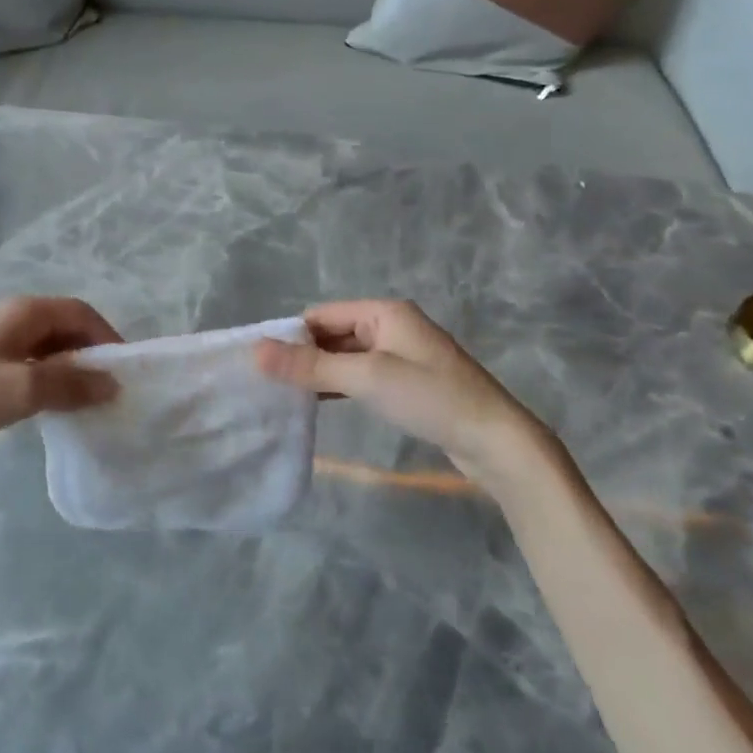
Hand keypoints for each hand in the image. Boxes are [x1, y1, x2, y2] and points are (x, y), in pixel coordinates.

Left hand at [0, 296, 121, 457]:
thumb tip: (113, 383)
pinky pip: (29, 360)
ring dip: (69, 368)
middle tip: (106, 389)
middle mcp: (13, 315)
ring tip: (83, 400)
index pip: (82, 313)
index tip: (123, 371)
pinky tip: (47, 403)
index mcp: (25, 311)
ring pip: (47, 345)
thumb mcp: (23, 391)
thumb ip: (71, 385)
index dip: (107, 337)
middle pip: (66, 326)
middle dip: (90, 354)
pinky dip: (48, 377)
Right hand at [255, 300, 552, 489]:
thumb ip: (311, 365)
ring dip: (321, 373)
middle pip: (333, 334)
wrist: (497, 441)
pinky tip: (320, 404)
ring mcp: (401, 355)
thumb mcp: (366, 378)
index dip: (291, 335)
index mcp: (383, 311)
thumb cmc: (431, 397)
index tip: (261, 363)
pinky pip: (362, 375)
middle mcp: (391, 325)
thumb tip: (256, 350)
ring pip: (346, 357)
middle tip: (269, 384)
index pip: (322, 314)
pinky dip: (340, 386)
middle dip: (304, 355)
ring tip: (286, 396)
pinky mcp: (407, 382)